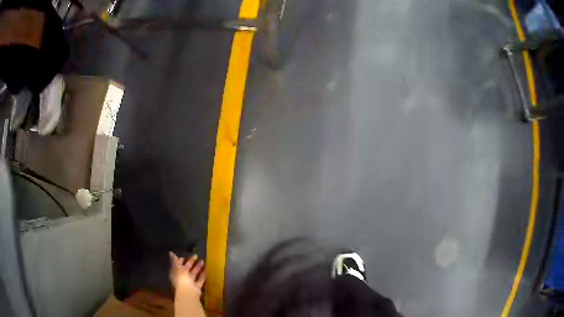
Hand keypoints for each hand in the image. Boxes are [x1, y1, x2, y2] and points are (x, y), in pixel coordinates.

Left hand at [169, 252, 205, 296]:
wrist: (188, 292)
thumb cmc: (181, 279)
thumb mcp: (177, 268)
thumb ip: (175, 260)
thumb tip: (170, 252)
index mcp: (176, 273)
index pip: (178, 264)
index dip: (181, 259)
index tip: (186, 253)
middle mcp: (182, 277)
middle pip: (187, 269)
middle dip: (191, 262)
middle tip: (197, 255)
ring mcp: (189, 282)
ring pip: (194, 273)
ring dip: (198, 267)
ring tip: (203, 260)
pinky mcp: (196, 287)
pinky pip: (200, 279)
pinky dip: (202, 275)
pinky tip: (206, 269)